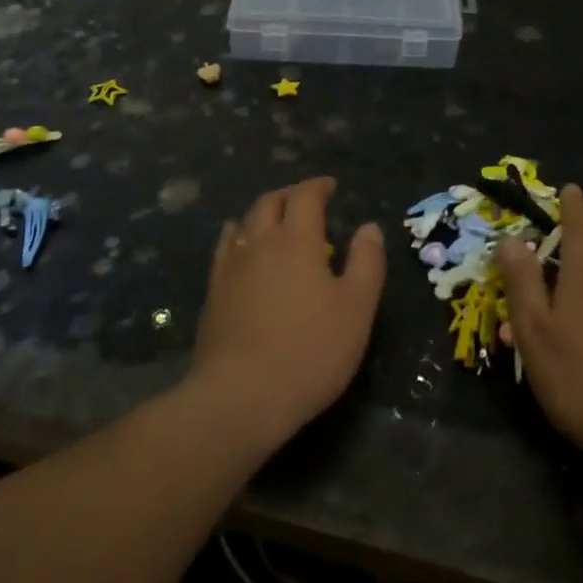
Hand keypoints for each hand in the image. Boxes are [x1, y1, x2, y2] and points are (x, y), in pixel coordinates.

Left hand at [188, 177, 384, 450]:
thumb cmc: (310, 351)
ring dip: (262, 213)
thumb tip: (369, 227)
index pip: (304, 196)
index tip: (330, 186)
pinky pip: (224, 249)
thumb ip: (367, 262)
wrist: (241, 396)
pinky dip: (237, 236)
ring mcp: (230, 267)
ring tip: (275, 220)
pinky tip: (240, 247)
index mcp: (296, 240)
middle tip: (306, 200)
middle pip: (269, 202)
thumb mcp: (357, 308)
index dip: (318, 186)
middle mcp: (259, 242)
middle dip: (289, 194)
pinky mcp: (213, 292)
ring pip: (244, 222)